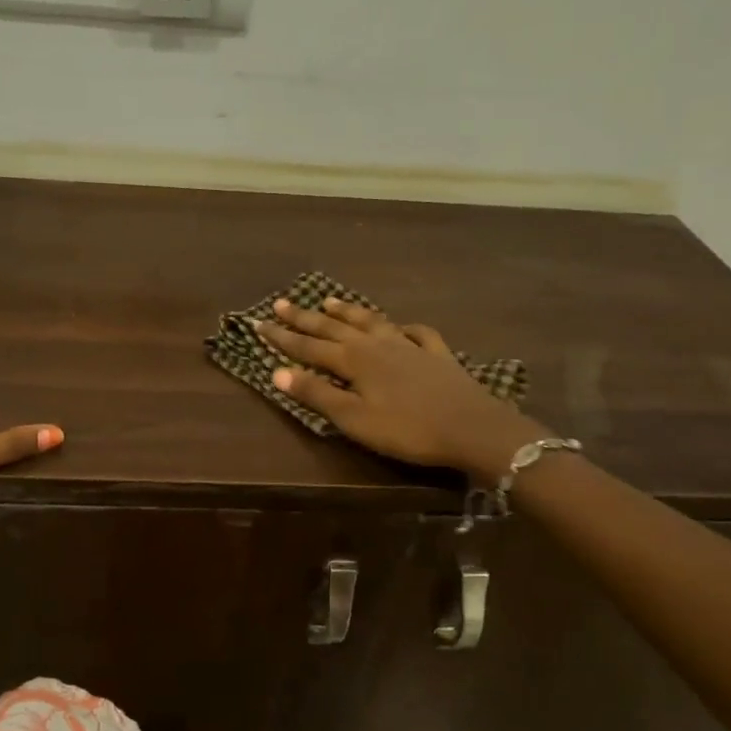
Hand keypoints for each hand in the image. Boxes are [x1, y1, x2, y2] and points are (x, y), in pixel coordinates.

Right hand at [258, 298, 545, 477]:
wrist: (472, 428)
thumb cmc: (407, 429)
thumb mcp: (354, 419)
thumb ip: (316, 394)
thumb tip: (276, 372)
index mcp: (354, 360)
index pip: (308, 347)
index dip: (282, 337)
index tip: (259, 323)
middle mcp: (377, 345)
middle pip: (335, 328)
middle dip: (306, 317)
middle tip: (282, 303)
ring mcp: (409, 346)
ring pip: (371, 322)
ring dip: (348, 312)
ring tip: (330, 301)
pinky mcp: (437, 355)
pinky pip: (416, 333)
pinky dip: (402, 327)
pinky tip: (400, 326)